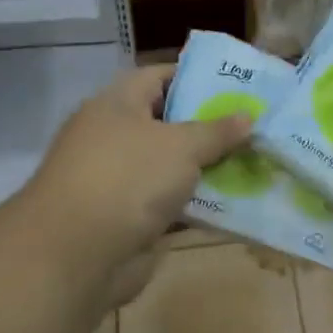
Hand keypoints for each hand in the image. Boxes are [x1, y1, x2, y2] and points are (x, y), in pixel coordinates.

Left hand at [22, 66, 251, 299]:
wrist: (76, 255)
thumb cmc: (128, 179)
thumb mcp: (182, 145)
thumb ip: (217, 131)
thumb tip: (248, 116)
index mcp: (117, 105)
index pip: (159, 77)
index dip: (196, 77)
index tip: (236, 85)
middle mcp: (116, 138)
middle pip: (170, 124)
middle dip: (211, 126)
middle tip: (256, 126)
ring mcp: (122, 181)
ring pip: (174, 167)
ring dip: (209, 168)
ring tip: (256, 162)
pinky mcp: (130, 219)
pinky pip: (173, 204)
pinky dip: (200, 204)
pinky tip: (237, 203)